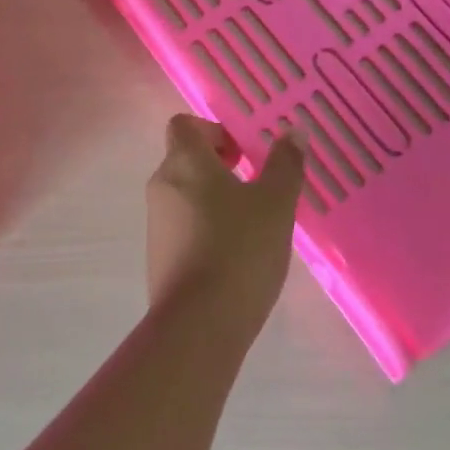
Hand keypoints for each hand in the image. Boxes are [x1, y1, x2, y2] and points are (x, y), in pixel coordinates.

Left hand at [145, 115, 303, 337]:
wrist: (199, 324)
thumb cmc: (240, 249)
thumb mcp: (276, 204)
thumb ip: (285, 164)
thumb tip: (293, 130)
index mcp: (184, 162)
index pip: (184, 124)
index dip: (213, 131)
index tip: (243, 154)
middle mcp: (162, 185)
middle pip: (184, 158)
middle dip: (218, 166)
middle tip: (255, 186)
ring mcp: (156, 223)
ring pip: (184, 194)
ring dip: (213, 198)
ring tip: (251, 224)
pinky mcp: (158, 256)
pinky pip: (182, 226)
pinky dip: (204, 228)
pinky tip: (234, 255)